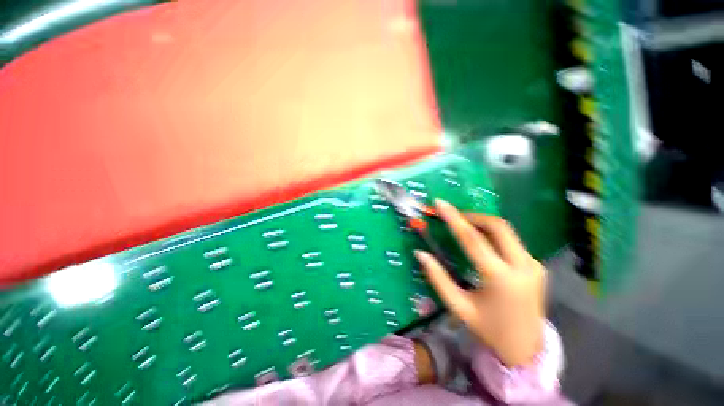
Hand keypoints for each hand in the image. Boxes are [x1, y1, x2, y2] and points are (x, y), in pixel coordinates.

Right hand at [414, 200, 546, 366]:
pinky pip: (512, 240)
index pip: (473, 239)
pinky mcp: (537, 266)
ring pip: (507, 231)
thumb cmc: (488, 329)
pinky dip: (493, 234)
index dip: (454, 218)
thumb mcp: (458, 306)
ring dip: (483, 223)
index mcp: (500, 279)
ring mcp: (534, 265)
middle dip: (473, 215)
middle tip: (454, 216)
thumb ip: (438, 278)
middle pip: (497, 226)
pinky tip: (481, 240)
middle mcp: (523, 267)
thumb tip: (420, 253)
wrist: (527, 349)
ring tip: (464, 225)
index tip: (440, 203)